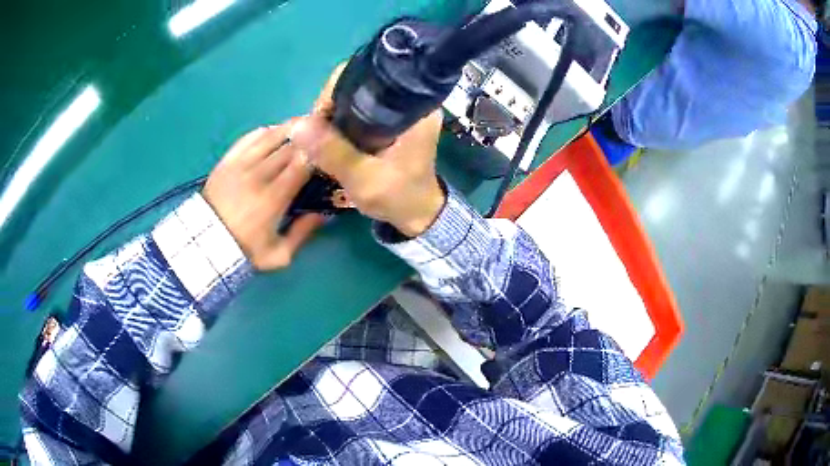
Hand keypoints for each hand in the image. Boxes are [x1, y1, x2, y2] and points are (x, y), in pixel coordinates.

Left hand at [203, 122, 322, 270]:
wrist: (206, 243)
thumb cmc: (244, 250)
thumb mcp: (278, 255)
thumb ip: (302, 234)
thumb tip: (322, 214)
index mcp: (274, 198)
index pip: (301, 164)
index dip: (318, 152)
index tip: (328, 150)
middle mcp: (259, 175)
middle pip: (289, 145)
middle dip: (308, 136)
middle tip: (322, 131)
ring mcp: (241, 164)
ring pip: (271, 135)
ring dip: (290, 128)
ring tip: (303, 124)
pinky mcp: (228, 160)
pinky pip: (250, 137)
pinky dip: (266, 131)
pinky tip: (275, 132)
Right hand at [292, 65, 445, 237]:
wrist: (418, 214)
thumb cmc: (398, 198)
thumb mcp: (364, 180)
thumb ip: (333, 153)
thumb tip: (298, 126)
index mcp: (414, 109)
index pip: (369, 77)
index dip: (336, 91)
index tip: (317, 119)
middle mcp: (411, 101)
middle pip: (361, 85)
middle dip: (332, 105)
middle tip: (315, 132)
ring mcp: (402, 110)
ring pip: (358, 98)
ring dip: (335, 115)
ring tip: (320, 137)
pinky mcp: (394, 120)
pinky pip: (362, 110)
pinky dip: (344, 122)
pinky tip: (332, 138)